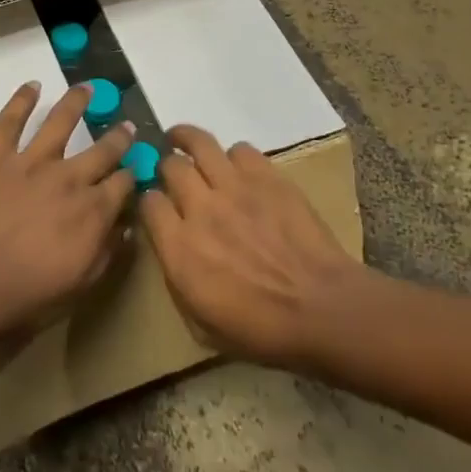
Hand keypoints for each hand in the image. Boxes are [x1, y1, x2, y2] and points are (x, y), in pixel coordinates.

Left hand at [0, 81, 136, 346]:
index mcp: (92, 211)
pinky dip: (21, 100)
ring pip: (60, 122)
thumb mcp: (79, 287)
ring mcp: (31, 161)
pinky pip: (10, 120)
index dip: (132, 175)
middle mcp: (69, 177)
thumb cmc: (23, 296)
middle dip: (118, 138)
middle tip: (127, 126)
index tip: (137, 168)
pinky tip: (31, 86)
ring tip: (86, 88)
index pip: (123, 184)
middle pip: (102, 150)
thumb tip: (127, 227)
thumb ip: (107, 254)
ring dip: (76, 103)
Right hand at [139, 125, 359, 369]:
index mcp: (179, 248)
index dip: (149, 202)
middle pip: (170, 166)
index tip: (157, 208)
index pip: (148, 203)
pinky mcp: (267, 176)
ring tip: (185, 141)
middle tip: (172, 172)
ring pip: (199, 143)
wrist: (322, 309)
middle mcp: (201, 208)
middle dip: (167, 167)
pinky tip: (238, 168)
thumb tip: (171, 251)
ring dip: (188, 141)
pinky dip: (234, 157)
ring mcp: (235, 187)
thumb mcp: (202, 325)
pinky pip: (240, 150)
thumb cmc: (262, 331)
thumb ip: (177, 281)